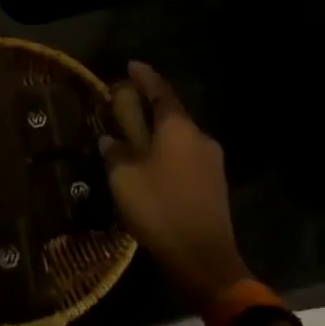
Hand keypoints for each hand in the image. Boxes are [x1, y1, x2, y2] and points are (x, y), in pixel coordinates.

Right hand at [101, 62, 252, 307]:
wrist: (204, 259)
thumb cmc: (159, 209)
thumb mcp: (124, 179)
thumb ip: (116, 153)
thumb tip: (110, 140)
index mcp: (178, 129)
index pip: (160, 92)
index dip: (145, 78)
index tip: (131, 65)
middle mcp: (199, 137)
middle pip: (172, 113)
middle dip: (149, 107)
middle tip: (125, 105)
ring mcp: (211, 162)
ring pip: (179, 137)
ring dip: (157, 134)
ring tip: (134, 138)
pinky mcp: (214, 184)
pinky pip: (186, 157)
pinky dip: (167, 154)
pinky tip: (151, 166)